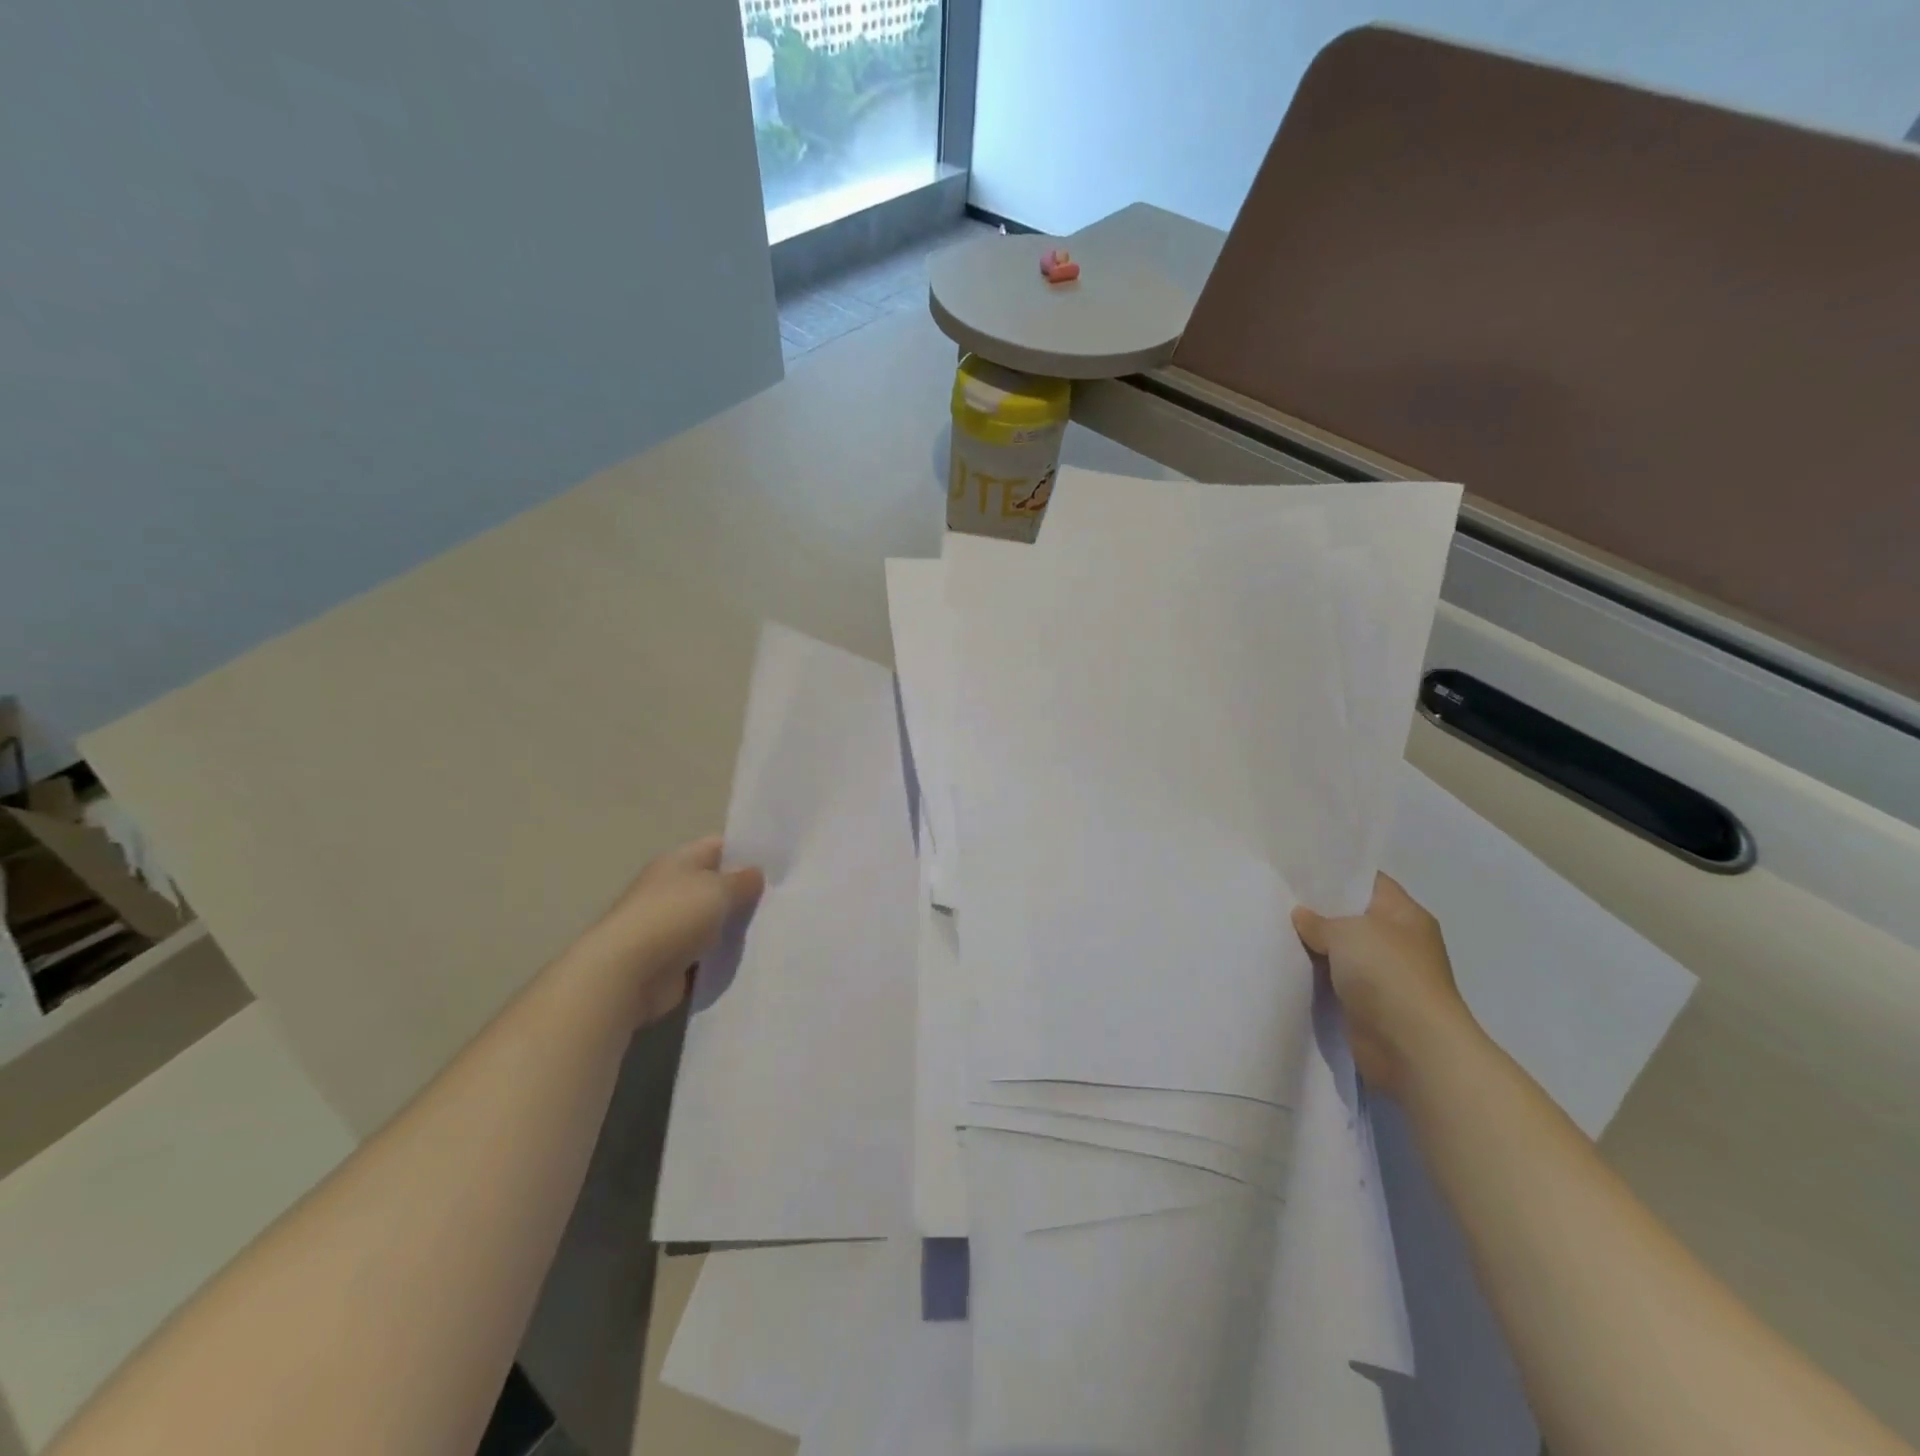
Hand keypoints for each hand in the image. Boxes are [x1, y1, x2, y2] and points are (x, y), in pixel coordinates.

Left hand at [571, 836, 764, 1028]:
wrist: (627, 974)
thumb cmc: (673, 917)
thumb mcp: (717, 889)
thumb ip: (742, 880)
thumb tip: (756, 873)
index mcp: (678, 863)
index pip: (718, 847)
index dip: (747, 851)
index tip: (780, 863)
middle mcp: (673, 890)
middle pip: (716, 885)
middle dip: (746, 892)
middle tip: (784, 897)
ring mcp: (671, 928)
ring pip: (714, 922)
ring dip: (736, 927)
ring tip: (775, 927)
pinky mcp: (673, 962)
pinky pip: (707, 955)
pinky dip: (724, 958)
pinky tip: (754, 957)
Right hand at [1292, 873, 1478, 1099]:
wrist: (1413, 1048)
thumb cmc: (1389, 975)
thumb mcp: (1348, 933)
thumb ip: (1319, 921)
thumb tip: (1302, 916)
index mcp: (1405, 915)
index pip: (1367, 881)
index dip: (1335, 873)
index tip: (1298, 867)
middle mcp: (1398, 941)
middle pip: (1351, 916)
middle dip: (1317, 909)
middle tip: (1276, 896)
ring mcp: (1385, 975)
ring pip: (1341, 950)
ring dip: (1314, 945)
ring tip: (1272, 926)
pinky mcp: (1369, 1005)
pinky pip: (1336, 980)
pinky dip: (1315, 975)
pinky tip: (1285, 963)